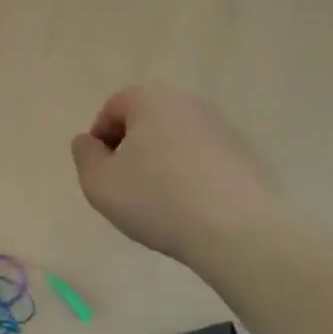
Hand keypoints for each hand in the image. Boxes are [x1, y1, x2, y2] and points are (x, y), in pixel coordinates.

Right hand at [70, 86, 281, 263]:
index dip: (100, 137)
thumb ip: (85, 156)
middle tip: (126, 186)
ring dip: (164, 162)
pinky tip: (191, 209)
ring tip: (160, 202)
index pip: (115, 106)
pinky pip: (206, 160)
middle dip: (133, 148)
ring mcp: (224, 129)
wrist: (237, 232)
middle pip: (149, 120)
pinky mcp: (247, 157)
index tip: (101, 171)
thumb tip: (88, 141)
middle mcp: (190, 104)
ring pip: (179, 140)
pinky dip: (193, 176)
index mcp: (152, 101)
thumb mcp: (99, 183)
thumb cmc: (157, 200)